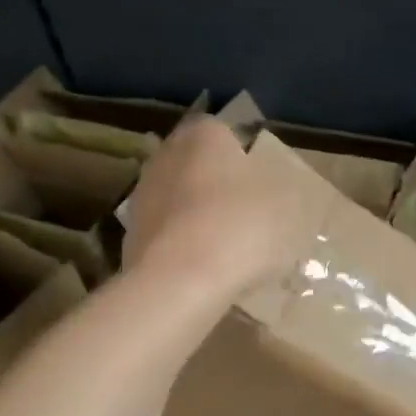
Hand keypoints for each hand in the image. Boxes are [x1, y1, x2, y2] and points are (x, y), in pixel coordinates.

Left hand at [123, 116, 312, 301]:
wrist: (177, 281)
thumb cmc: (239, 229)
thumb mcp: (285, 209)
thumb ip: (284, 194)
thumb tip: (282, 194)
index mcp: (204, 135)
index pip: (226, 133)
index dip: (245, 158)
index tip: (263, 185)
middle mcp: (166, 153)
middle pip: (199, 165)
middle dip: (218, 185)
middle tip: (247, 216)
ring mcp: (142, 194)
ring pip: (180, 199)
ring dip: (198, 215)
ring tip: (227, 248)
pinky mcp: (130, 233)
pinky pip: (167, 232)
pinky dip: (182, 244)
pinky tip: (203, 269)